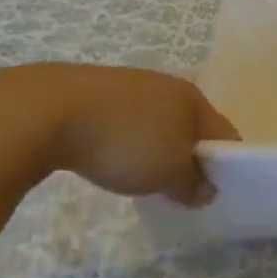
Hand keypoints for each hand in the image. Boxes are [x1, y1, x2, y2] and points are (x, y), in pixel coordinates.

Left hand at [0, 64, 238, 206]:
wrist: (49, 111)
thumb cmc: (125, 141)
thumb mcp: (168, 173)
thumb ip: (193, 183)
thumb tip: (208, 189)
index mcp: (192, 98)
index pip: (224, 132)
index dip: (227, 163)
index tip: (217, 192)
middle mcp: (167, 85)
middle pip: (191, 126)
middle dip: (190, 157)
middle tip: (179, 191)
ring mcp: (130, 85)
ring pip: (157, 122)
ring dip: (157, 149)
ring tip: (141, 178)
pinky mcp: (97, 93)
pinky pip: (126, 122)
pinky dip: (127, 142)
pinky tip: (110, 159)